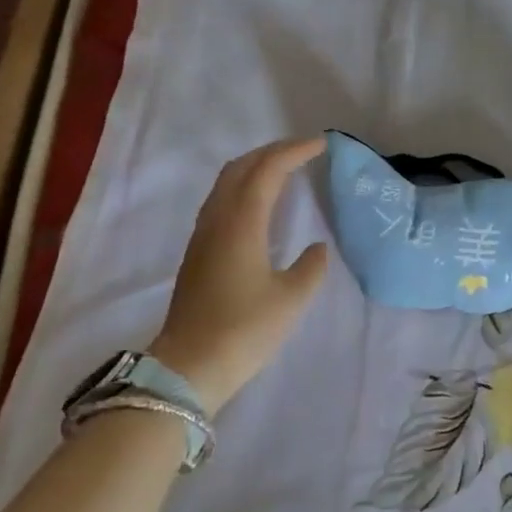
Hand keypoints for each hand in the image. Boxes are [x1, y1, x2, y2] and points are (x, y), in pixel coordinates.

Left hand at [149, 137, 329, 410]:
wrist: (190, 366)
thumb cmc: (244, 330)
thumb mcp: (291, 300)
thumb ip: (310, 268)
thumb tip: (316, 248)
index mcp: (241, 223)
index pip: (267, 170)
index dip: (294, 152)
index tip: (321, 145)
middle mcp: (217, 220)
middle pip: (241, 168)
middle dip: (272, 152)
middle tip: (303, 152)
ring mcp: (202, 236)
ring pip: (226, 184)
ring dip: (254, 168)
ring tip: (283, 171)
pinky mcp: (197, 253)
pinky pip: (221, 202)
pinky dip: (243, 189)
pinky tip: (259, 206)